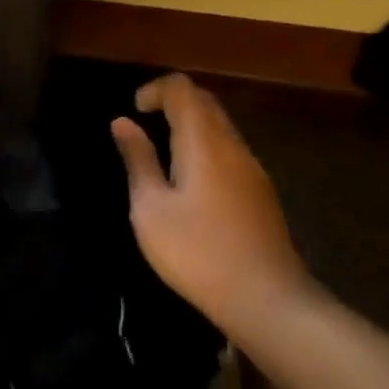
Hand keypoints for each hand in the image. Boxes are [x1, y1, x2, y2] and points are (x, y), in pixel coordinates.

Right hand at [111, 73, 313, 333]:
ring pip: (220, 125)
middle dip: (173, 102)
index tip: (134, 111)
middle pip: (205, 101)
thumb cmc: (196, 253)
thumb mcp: (151, 209)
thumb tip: (123, 123)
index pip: (183, 89)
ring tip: (163, 153)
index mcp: (203, 142)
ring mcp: (252, 167)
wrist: (266, 298)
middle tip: (144, 125)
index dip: (155, 89)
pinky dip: (205, 146)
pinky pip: (230, 149)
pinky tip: (191, 180)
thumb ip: (138, 160)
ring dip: (190, 124)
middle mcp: (232, 145)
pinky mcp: (261, 190)